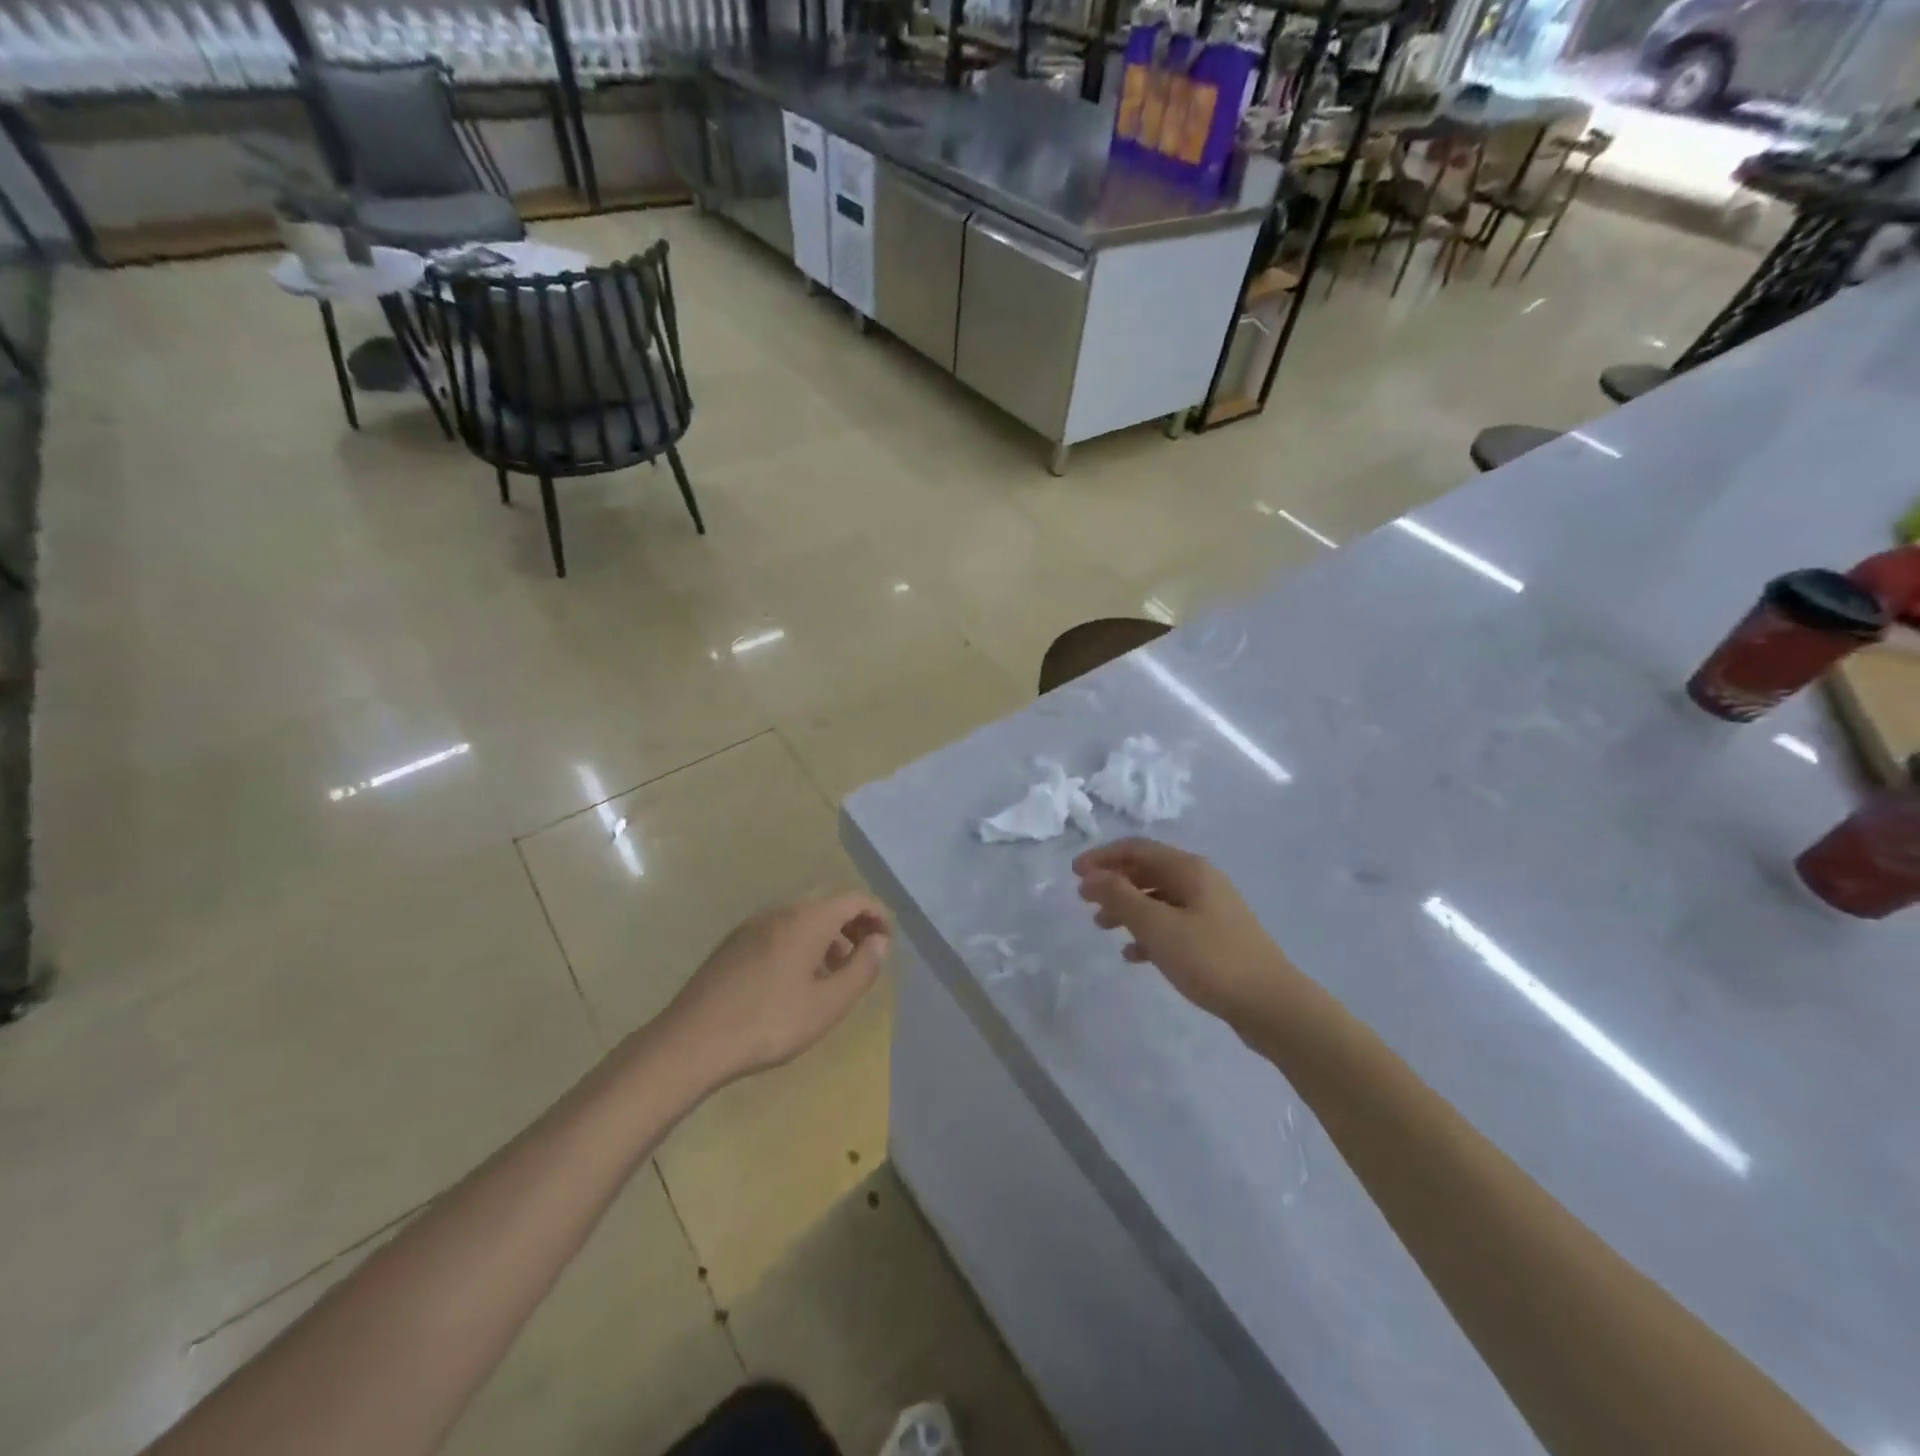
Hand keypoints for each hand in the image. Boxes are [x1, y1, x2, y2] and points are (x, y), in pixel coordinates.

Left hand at [660, 893, 891, 1084]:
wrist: (691, 1042)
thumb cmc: (769, 1023)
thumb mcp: (828, 1004)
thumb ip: (862, 969)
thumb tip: (880, 941)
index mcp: (807, 919)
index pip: (853, 899)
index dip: (876, 915)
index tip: (887, 941)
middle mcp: (780, 912)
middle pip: (827, 905)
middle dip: (852, 926)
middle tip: (865, 958)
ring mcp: (752, 926)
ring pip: (801, 919)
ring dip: (826, 937)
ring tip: (833, 975)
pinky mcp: (733, 944)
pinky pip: (779, 931)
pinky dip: (800, 944)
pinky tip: (795, 981)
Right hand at [1074, 838, 1292, 1027]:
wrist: (1271, 1005)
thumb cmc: (1210, 959)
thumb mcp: (1157, 927)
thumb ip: (1120, 898)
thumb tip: (1092, 876)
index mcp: (1189, 869)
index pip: (1137, 849)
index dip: (1102, 857)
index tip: (1074, 874)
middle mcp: (1201, 882)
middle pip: (1147, 871)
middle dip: (1113, 882)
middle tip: (1084, 901)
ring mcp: (1211, 910)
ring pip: (1158, 899)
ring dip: (1127, 908)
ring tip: (1101, 927)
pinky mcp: (1215, 938)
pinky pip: (1173, 925)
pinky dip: (1148, 933)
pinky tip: (1133, 955)